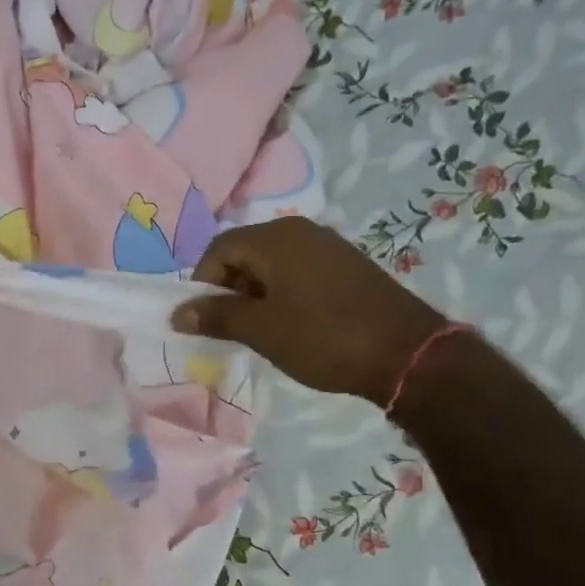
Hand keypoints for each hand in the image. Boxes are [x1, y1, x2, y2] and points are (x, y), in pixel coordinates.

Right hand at [172, 219, 444, 404]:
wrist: (406, 354)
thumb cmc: (323, 338)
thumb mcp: (260, 330)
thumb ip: (216, 316)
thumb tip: (178, 313)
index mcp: (276, 238)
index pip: (219, 248)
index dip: (203, 283)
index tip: (206, 319)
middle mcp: (300, 231)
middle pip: (244, 253)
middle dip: (229, 289)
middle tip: (231, 328)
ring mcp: (327, 247)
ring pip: (271, 265)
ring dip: (255, 295)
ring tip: (260, 331)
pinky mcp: (346, 267)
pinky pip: (297, 273)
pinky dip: (282, 295)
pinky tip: (291, 326)